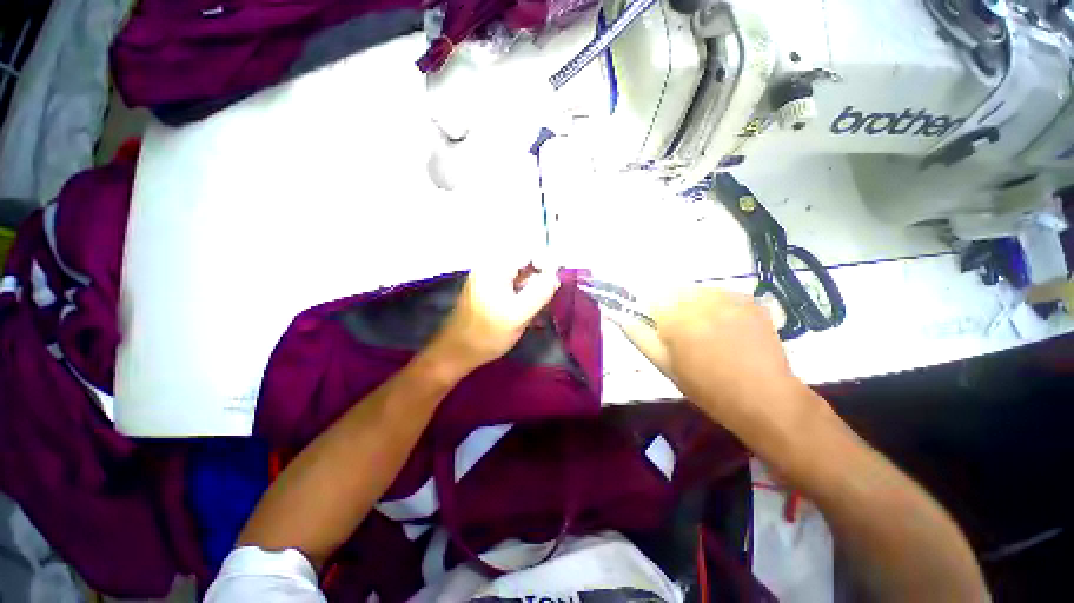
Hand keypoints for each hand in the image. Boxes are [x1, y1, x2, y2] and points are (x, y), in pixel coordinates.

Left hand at [430, 266, 560, 375]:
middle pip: (523, 262)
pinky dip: (522, 295)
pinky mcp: (487, 289)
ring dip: (531, 289)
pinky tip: (526, 312)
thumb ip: (540, 293)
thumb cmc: (487, 333)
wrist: (457, 352)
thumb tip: (555, 276)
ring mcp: (487, 278)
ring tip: (535, 309)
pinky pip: (511, 285)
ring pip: (519, 275)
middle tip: (546, 299)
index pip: (528, 251)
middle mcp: (489, 266)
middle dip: (538, 278)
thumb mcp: (519, 315)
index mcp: (495, 266)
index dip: (545, 263)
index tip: (554, 282)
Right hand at [613, 285, 805, 428]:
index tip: (662, 332)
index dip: (654, 316)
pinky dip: (718, 306)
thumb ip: (641, 339)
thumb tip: (624, 319)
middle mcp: (700, 300)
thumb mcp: (666, 367)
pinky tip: (728, 328)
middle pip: (675, 293)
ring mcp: (729, 298)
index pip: (652, 301)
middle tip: (685, 335)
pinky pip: (722, 294)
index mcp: (676, 317)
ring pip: (698, 292)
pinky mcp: (750, 300)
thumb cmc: (708, 388)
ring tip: (708, 331)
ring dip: (695, 305)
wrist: (764, 398)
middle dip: (674, 309)